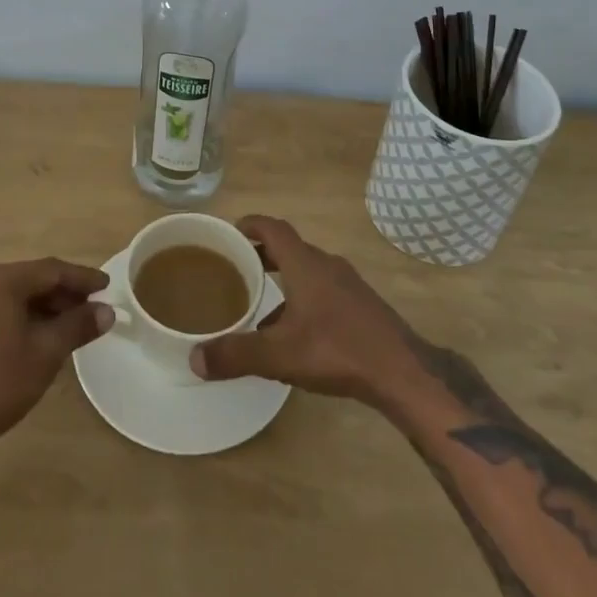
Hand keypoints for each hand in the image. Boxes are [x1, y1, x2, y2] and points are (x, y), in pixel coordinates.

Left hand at [0, 258, 112, 466]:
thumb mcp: (46, 353)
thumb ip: (78, 326)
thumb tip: (107, 311)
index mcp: (0, 280)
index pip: (51, 269)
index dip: (82, 278)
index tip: (107, 286)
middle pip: (31, 280)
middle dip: (63, 293)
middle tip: (92, 308)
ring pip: (13, 296)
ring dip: (43, 307)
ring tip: (71, 325)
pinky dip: (22, 318)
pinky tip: (39, 337)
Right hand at [190, 216, 426, 407]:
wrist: (402, 371)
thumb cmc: (337, 350)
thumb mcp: (279, 356)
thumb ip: (236, 354)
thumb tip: (194, 358)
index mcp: (305, 264)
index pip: (273, 228)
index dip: (250, 225)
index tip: (230, 232)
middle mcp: (326, 264)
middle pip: (289, 248)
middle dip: (262, 255)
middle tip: (236, 269)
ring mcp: (348, 284)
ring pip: (307, 271)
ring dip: (283, 280)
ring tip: (260, 305)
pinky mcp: (361, 305)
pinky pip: (323, 290)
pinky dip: (302, 299)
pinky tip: (295, 334)